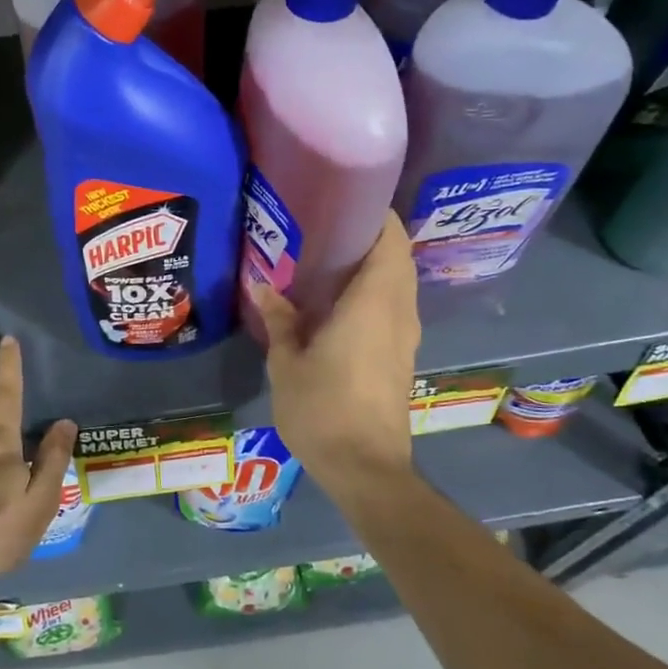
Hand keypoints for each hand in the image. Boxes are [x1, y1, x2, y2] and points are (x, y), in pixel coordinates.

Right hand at [252, 213, 419, 497]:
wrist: (366, 468)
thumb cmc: (323, 409)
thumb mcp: (287, 363)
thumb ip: (280, 319)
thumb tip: (262, 285)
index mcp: (374, 304)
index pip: (391, 242)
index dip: (377, 215)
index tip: (347, 200)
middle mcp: (399, 312)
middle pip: (398, 259)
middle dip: (372, 237)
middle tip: (329, 226)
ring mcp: (405, 336)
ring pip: (399, 284)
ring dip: (375, 265)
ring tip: (331, 258)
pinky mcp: (402, 356)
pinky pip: (394, 306)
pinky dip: (376, 291)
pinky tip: (339, 300)